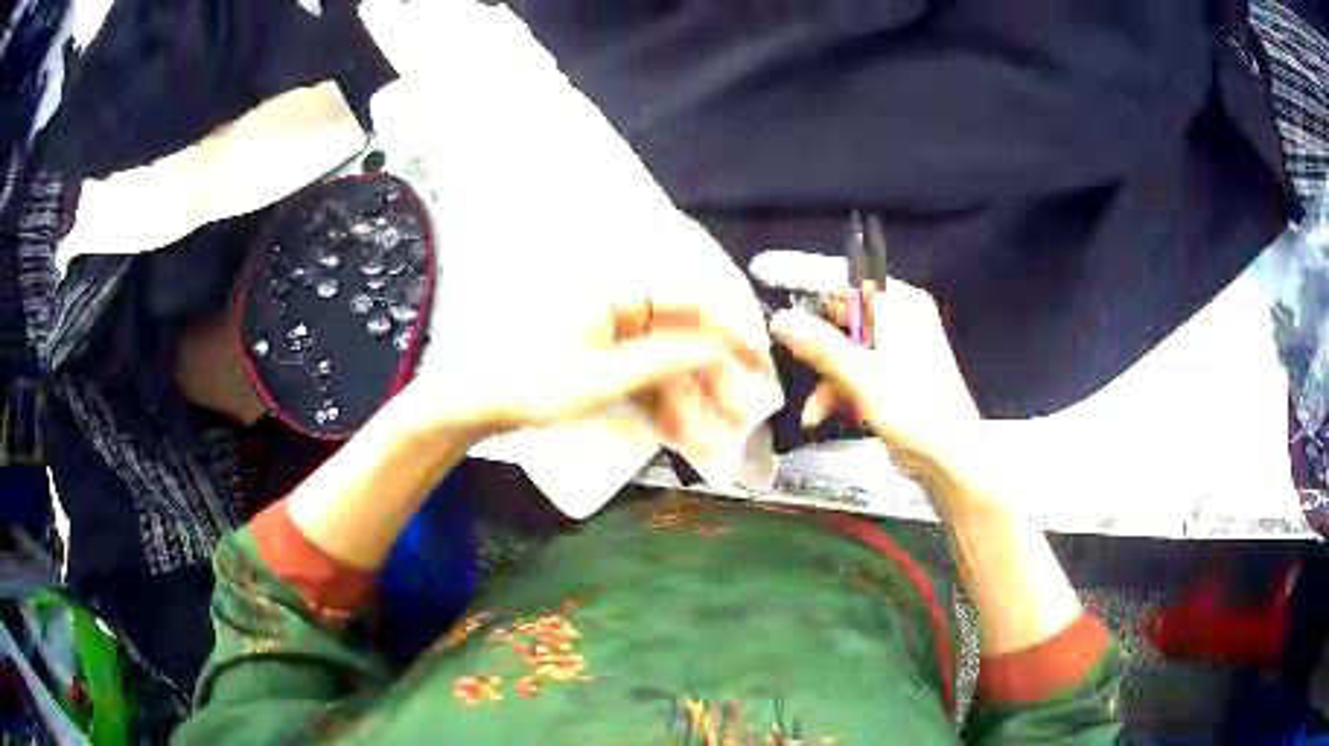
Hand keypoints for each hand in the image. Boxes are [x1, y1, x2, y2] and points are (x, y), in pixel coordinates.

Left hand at [402, 297, 772, 455]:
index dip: (730, 330)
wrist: (478, 404)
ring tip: (711, 443)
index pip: (691, 300)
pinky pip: (645, 377)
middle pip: (684, 337)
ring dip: (691, 402)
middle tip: (741, 416)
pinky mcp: (603, 358)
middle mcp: (620, 304)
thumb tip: (721, 345)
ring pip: (667, 363)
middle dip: (713, 381)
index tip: (758, 363)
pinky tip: (682, 436)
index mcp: (618, 292)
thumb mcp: (605, 378)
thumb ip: (667, 358)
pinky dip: (663, 406)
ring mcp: (612, 334)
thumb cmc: (535, 384)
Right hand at [769, 279, 980, 485]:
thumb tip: (779, 319)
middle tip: (771, 345)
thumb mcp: (866, 383)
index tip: (761, 270)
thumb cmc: (919, 418)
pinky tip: (821, 415)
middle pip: (840, 311)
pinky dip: (836, 389)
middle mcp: (898, 316)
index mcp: (900, 305)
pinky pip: (853, 366)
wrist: (953, 463)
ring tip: (810, 408)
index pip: (843, 276)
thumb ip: (823, 348)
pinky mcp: (890, 370)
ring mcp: (894, 344)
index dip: (800, 273)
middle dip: (810, 340)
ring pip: (841, 344)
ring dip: (822, 375)